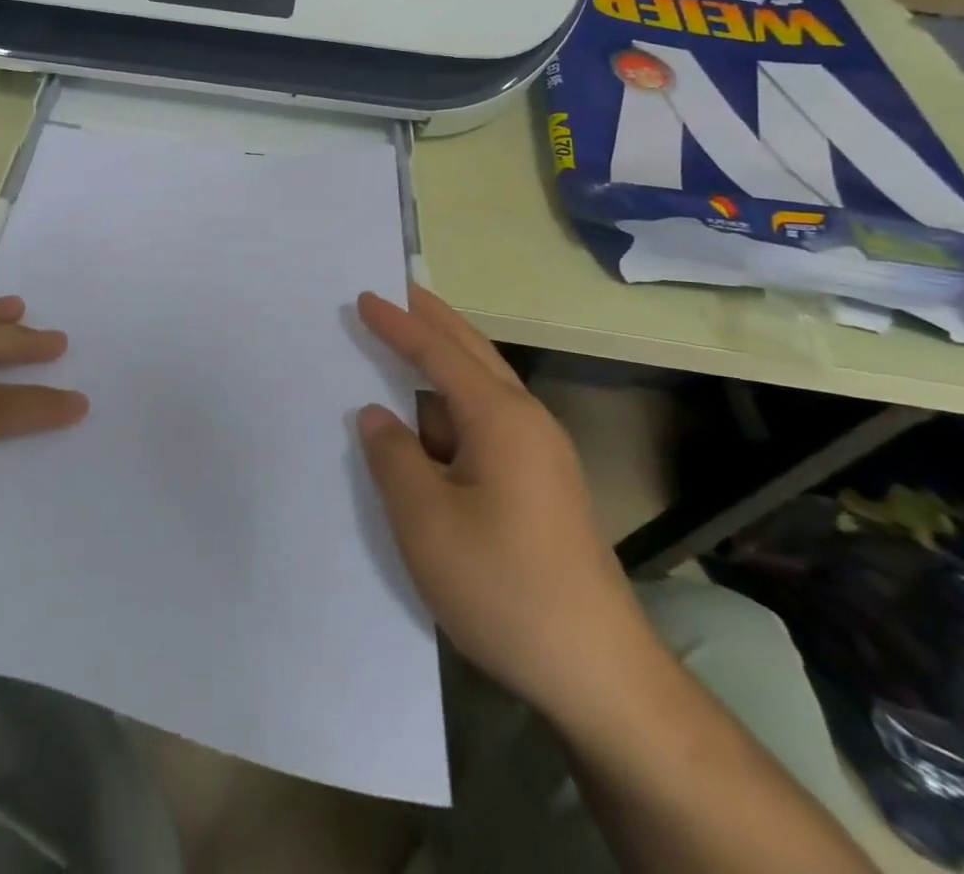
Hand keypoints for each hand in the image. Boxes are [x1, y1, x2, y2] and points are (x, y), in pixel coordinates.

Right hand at [355, 286, 655, 724]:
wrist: (597, 671)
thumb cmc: (504, 586)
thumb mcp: (426, 521)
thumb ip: (393, 456)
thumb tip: (376, 415)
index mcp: (501, 418)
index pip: (439, 352)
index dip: (398, 324)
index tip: (365, 296)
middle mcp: (527, 421)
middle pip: (472, 352)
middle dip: (432, 320)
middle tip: (396, 292)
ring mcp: (540, 454)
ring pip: (481, 388)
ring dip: (442, 362)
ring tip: (403, 348)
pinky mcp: (541, 485)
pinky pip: (486, 423)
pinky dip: (450, 407)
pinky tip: (427, 425)